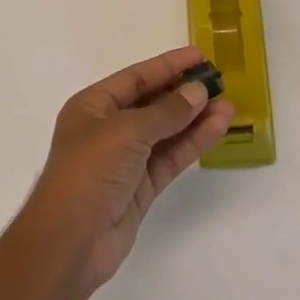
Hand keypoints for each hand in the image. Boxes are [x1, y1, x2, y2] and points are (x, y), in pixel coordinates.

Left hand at [20, 47, 235, 296]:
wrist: (70, 242)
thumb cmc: (90, 171)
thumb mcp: (127, 131)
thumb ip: (166, 111)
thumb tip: (197, 91)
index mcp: (92, 106)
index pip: (136, 78)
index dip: (168, 66)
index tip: (200, 56)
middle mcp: (108, 129)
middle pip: (152, 103)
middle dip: (184, 93)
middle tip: (219, 82)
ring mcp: (125, 160)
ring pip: (166, 132)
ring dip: (195, 119)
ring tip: (228, 105)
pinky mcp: (140, 188)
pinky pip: (170, 157)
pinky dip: (192, 143)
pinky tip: (217, 129)